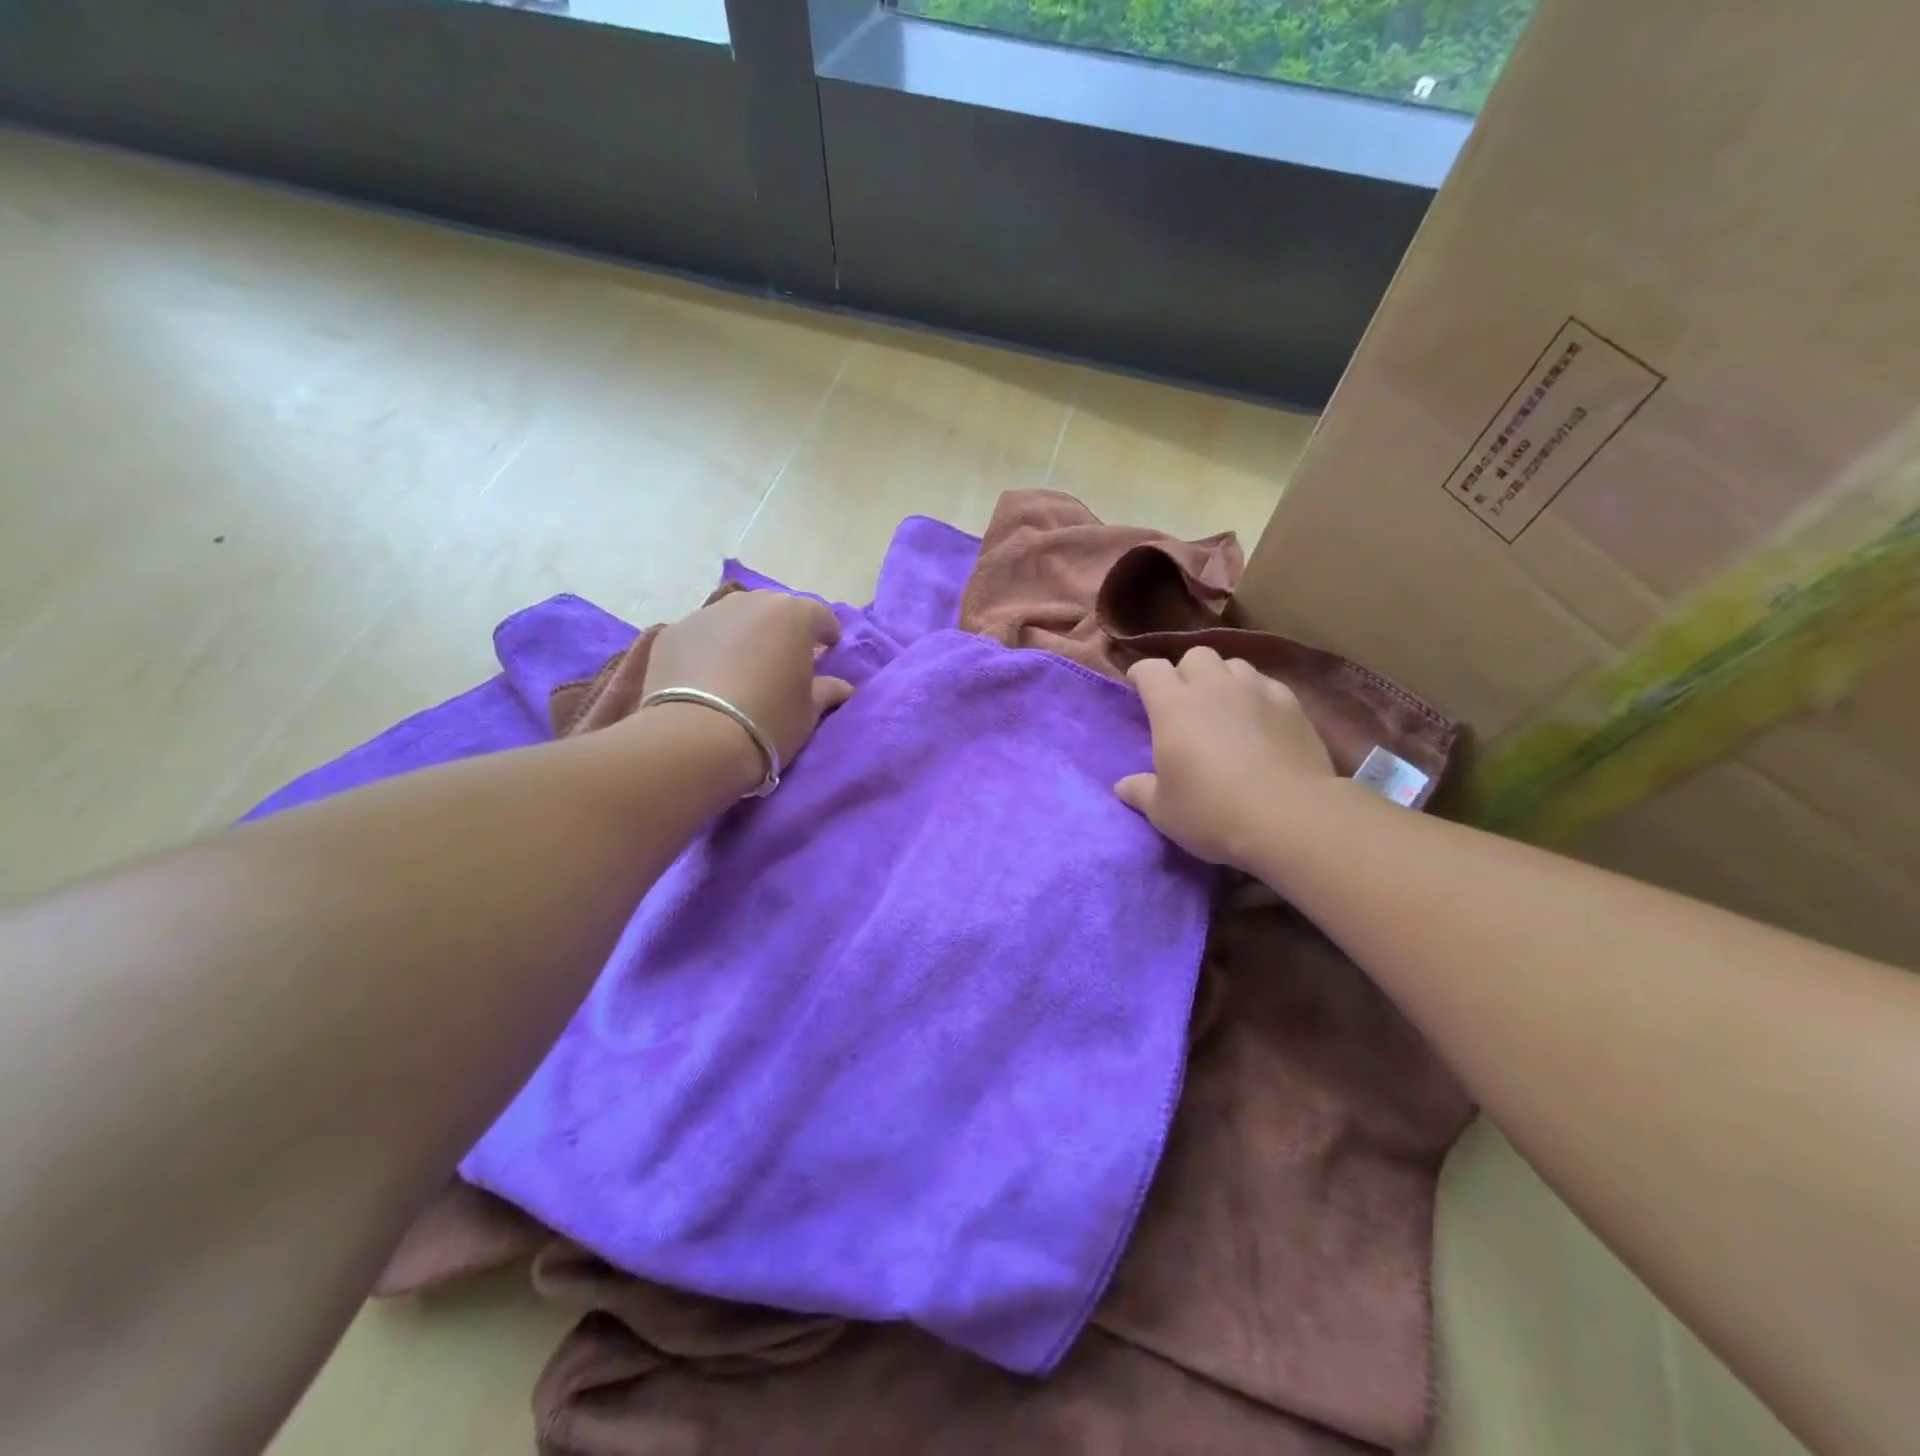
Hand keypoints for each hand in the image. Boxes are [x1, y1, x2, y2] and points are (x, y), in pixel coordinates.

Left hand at [642, 592, 854, 772]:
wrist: (695, 739)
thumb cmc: (769, 721)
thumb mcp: (808, 712)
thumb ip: (826, 691)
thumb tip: (842, 687)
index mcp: (793, 615)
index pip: (819, 615)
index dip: (826, 633)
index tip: (828, 651)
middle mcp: (750, 602)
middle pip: (773, 610)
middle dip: (782, 630)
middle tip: (783, 660)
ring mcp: (706, 613)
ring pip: (734, 619)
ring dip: (744, 636)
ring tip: (742, 668)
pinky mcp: (672, 632)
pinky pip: (701, 636)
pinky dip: (708, 650)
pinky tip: (707, 678)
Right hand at [1115, 647, 1334, 870]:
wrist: (1290, 818)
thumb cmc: (1212, 812)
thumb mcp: (1164, 811)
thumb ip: (1141, 792)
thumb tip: (1123, 786)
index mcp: (1172, 706)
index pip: (1150, 669)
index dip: (1141, 675)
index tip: (1138, 688)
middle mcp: (1212, 686)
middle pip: (1195, 656)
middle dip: (1186, 671)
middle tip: (1185, 700)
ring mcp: (1256, 690)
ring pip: (1234, 665)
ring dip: (1223, 679)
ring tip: (1224, 706)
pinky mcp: (1292, 704)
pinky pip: (1267, 684)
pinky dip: (1257, 694)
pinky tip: (1260, 719)